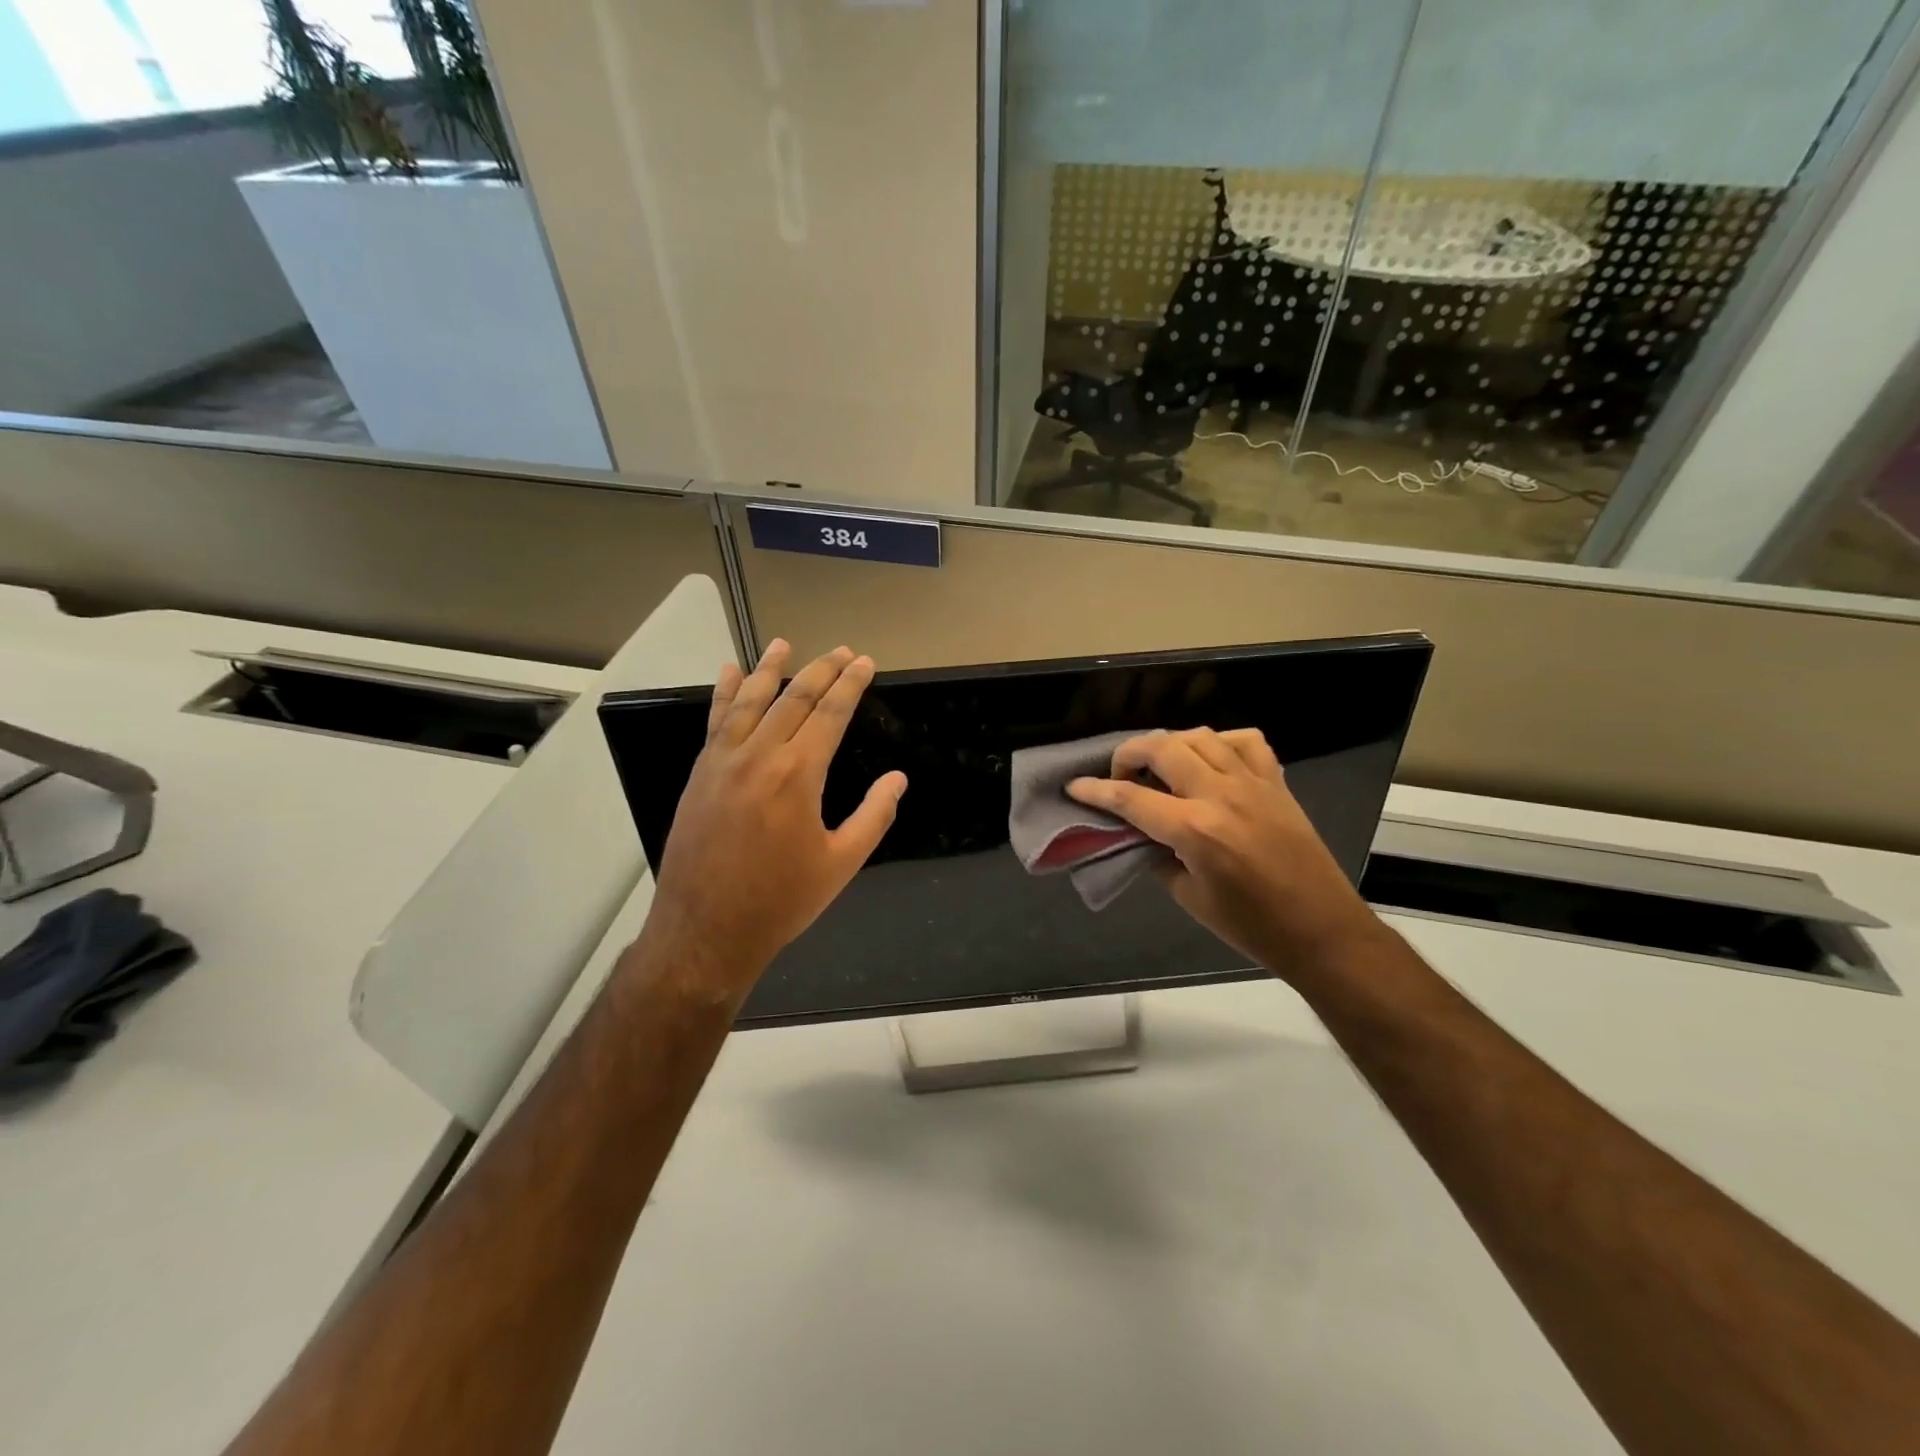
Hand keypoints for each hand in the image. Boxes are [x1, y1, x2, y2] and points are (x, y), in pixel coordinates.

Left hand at [643, 640, 905, 1001]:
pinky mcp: (700, 774)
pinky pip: (715, 722)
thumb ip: (873, 816)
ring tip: (784, 645)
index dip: (851, 685)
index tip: (865, 662)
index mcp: (798, 774)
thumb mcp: (841, 863)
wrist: (706, 931)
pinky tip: (730, 674)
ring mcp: (723, 761)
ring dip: (770, 669)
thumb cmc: (781, 901)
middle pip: (795, 698)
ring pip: (751, 702)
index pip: (830, 713)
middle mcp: (759, 755)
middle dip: (822, 670)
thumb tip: (898, 779)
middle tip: (842, 651)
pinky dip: (725, 694)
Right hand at [1067, 728, 1381, 979]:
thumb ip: (1158, 857)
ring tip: (1160, 767)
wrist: (1322, 930)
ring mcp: (1252, 782)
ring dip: (1169, 745)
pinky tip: (1211, 760)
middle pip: (1161, 748)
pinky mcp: (1276, 782)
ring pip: (1199, 736)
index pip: (1130, 797)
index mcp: (1195, 830)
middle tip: (1120, 776)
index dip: (1095, 789)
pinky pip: (1244, 741)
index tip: (1075, 786)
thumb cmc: (1252, 926)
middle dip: (1128, 754)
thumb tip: (1139, 834)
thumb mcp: (1190, 897)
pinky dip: (1220, 742)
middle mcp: (1220, 795)